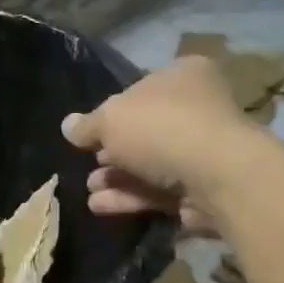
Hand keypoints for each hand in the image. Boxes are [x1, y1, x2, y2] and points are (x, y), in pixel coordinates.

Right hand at [60, 57, 257, 234]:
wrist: (215, 176)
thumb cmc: (161, 128)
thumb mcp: (111, 119)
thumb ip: (88, 125)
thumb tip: (68, 126)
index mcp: (183, 76)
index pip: (141, 90)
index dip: (113, 111)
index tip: (89, 133)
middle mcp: (198, 109)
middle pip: (146, 131)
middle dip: (112, 152)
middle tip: (88, 164)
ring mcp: (203, 152)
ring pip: (151, 165)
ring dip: (117, 178)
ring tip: (91, 190)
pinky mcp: (202, 189)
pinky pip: (160, 191)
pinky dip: (131, 198)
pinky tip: (101, 206)